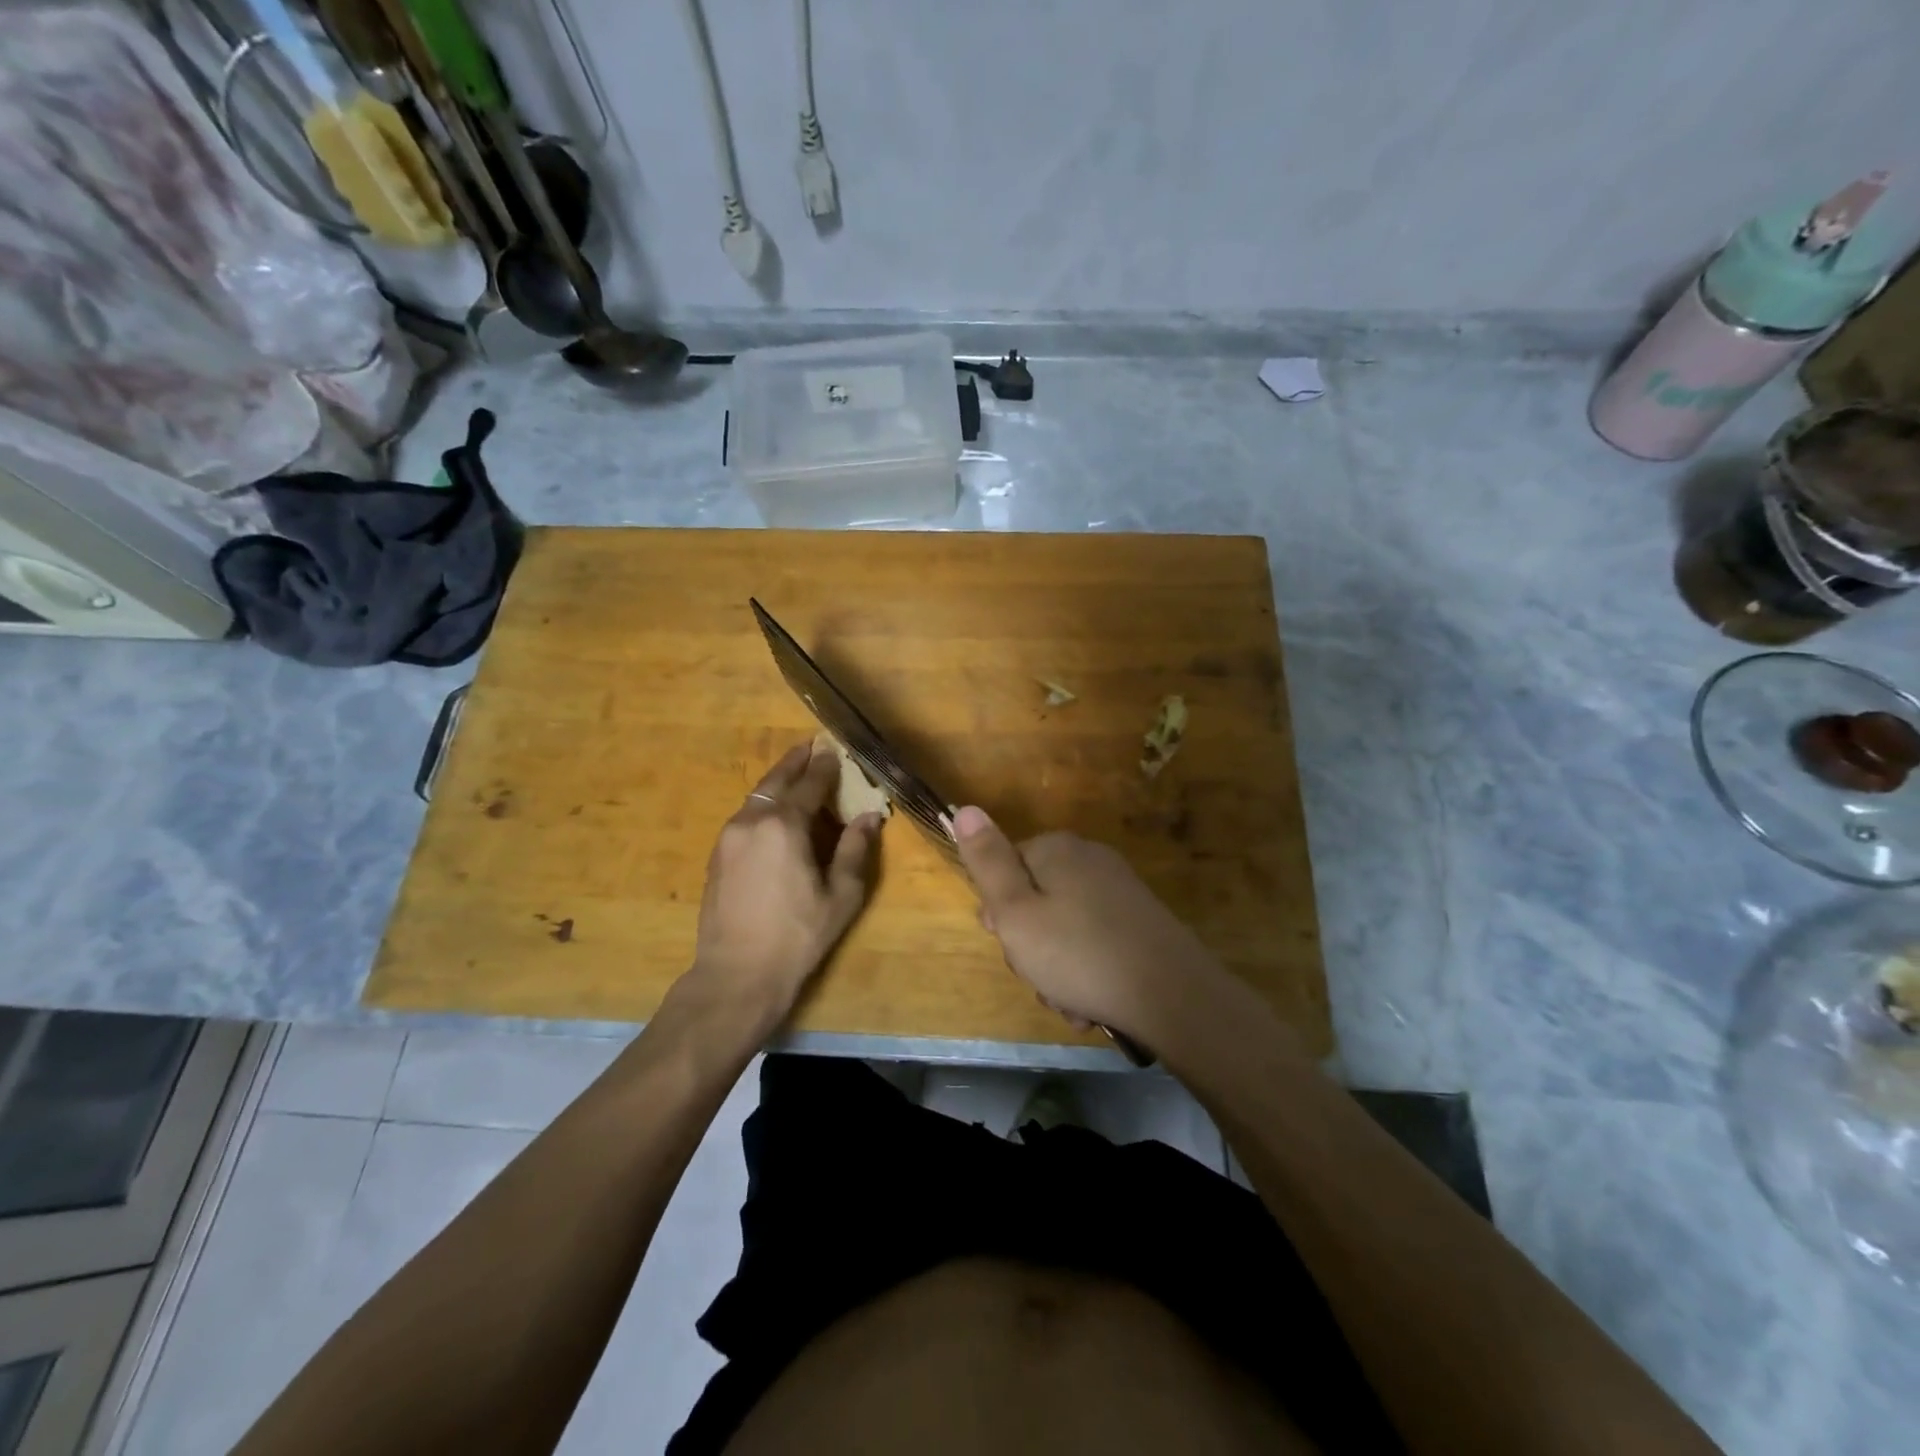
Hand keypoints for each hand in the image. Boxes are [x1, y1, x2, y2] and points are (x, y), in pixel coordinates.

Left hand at [685, 742, 881, 1021]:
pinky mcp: (717, 855)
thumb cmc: (798, 936)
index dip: (825, 766)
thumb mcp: (841, 895)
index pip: (810, 785)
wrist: (737, 974)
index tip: (834, 750)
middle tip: (810, 746)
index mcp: (785, 826)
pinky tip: (774, 813)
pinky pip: (745, 816)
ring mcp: (729, 837)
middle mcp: (752, 821)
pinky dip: (763, 804)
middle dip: (795, 762)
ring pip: (756, 797)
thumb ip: (855, 850)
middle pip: (776, 781)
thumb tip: (869, 816)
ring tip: (794, 775)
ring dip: (777, 782)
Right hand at [953, 806, 1225, 1041]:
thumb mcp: (1016, 911)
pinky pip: (1093, 941)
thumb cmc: (1079, 954)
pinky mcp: (1138, 921)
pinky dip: (1085, 970)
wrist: (1172, 995)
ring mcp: (1118, 890)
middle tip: (1037, 975)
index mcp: (1056, 849)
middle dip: (1029, 944)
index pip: (1005, 867)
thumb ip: (987, 862)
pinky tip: (1090, 1002)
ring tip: (1067, 1000)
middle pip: (1035, 899)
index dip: (998, 910)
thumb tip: (965, 809)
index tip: (1005, 942)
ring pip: (1063, 927)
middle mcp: (1089, 859)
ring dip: (1055, 967)